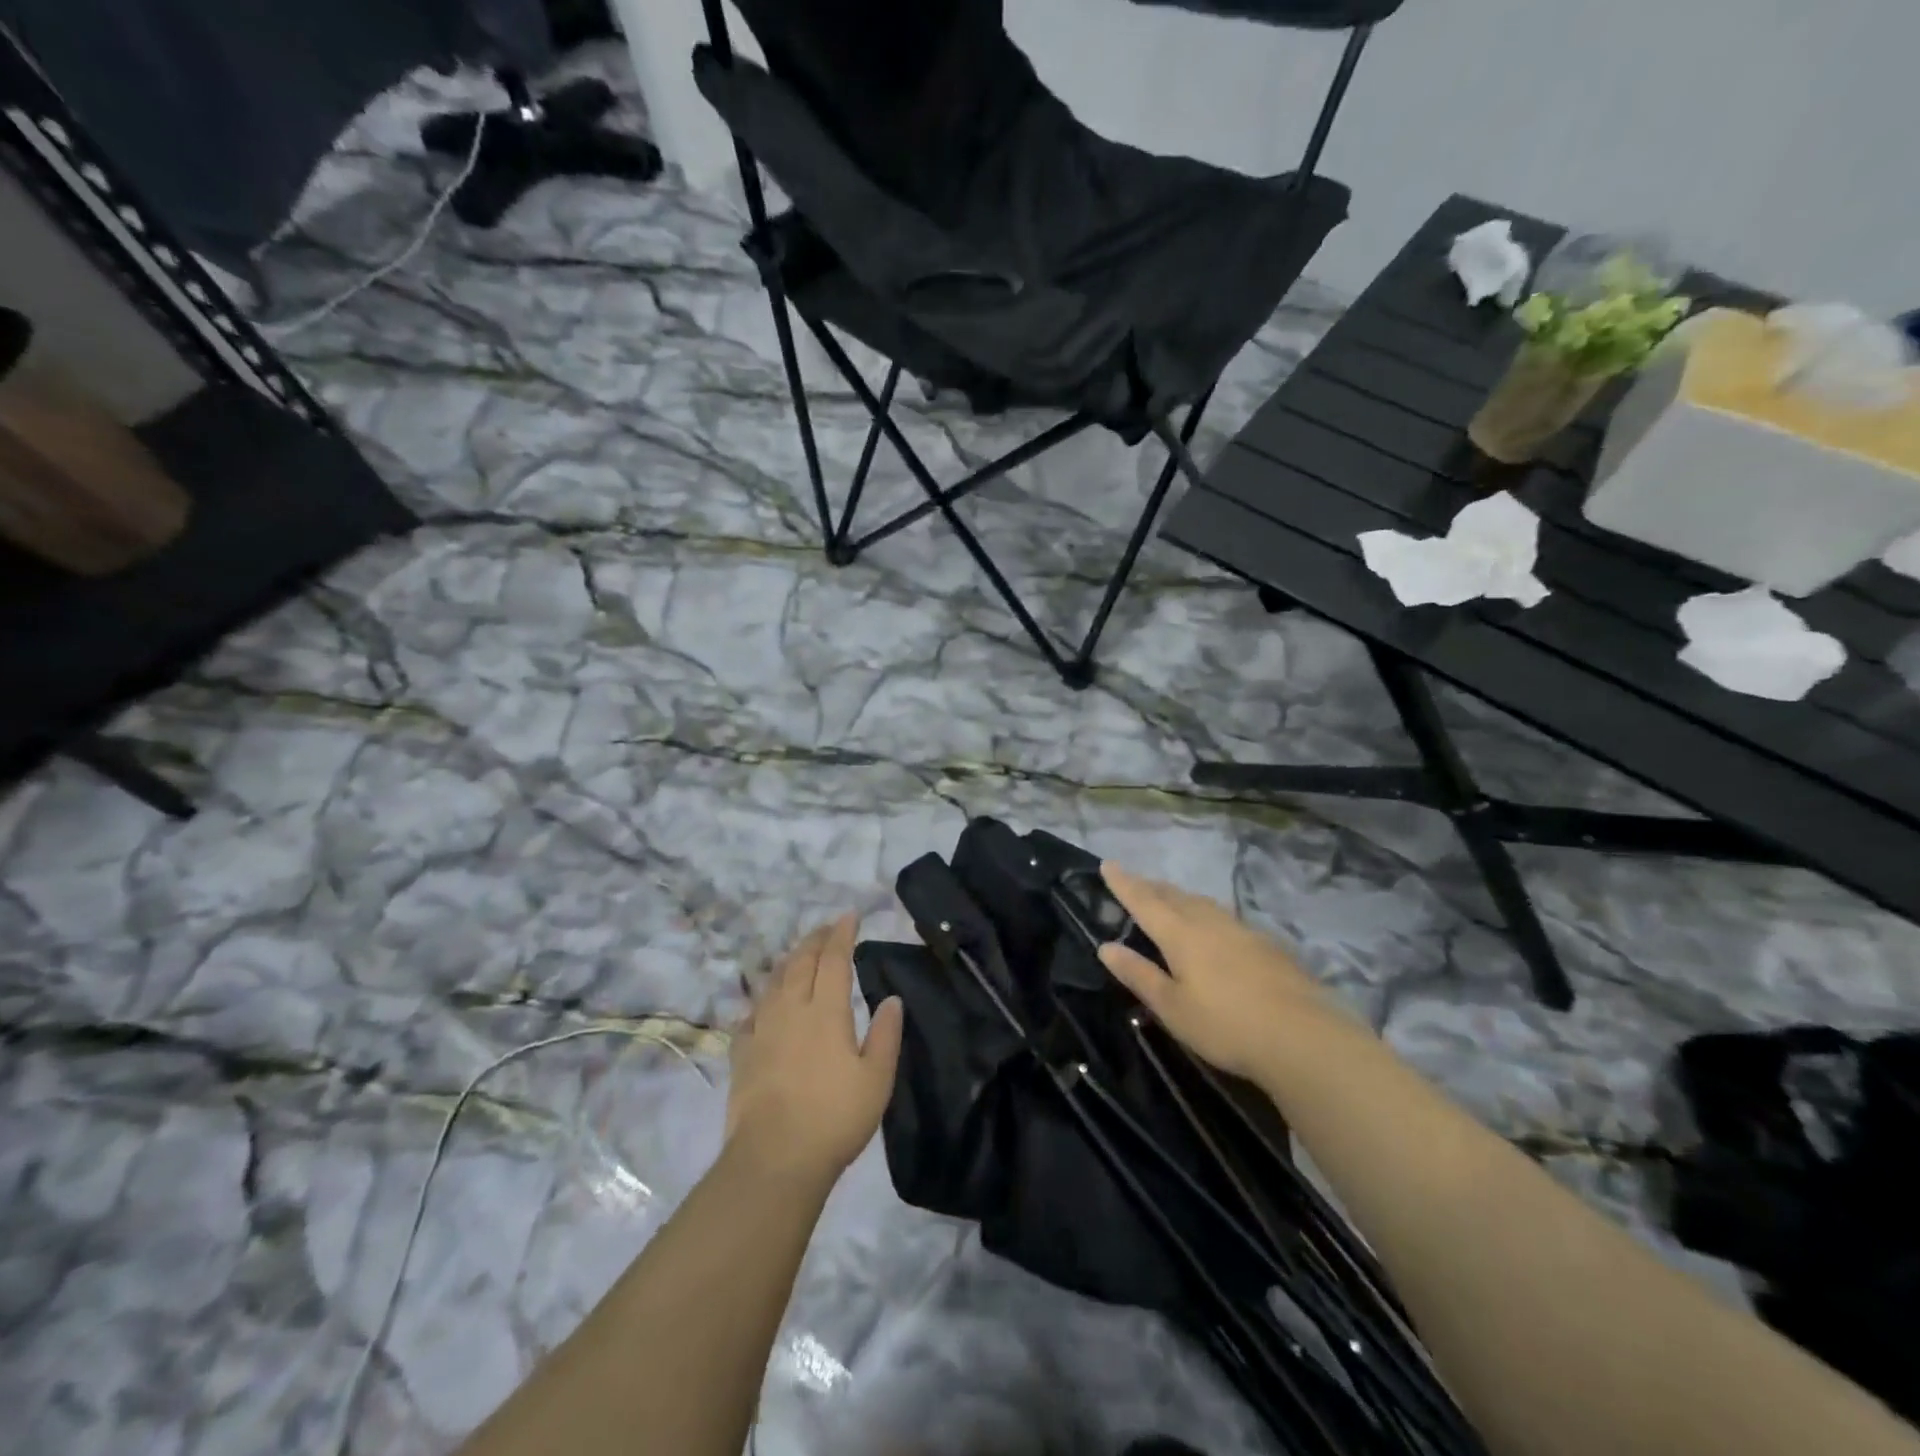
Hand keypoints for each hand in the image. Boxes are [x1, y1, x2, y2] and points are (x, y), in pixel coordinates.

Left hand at [725, 915, 904, 1183]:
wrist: (774, 1158)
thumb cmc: (834, 1117)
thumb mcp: (876, 1079)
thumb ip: (886, 1035)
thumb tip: (892, 999)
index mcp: (826, 1011)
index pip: (834, 959)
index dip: (842, 934)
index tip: (849, 916)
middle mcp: (791, 1009)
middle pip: (801, 962)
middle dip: (815, 940)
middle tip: (827, 928)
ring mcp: (762, 1029)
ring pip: (774, 982)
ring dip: (789, 961)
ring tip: (799, 955)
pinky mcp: (742, 1053)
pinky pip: (751, 1013)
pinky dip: (763, 999)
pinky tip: (765, 1004)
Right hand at [1097, 863, 1347, 1081]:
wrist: (1304, 1037)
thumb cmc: (1226, 1025)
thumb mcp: (1172, 1007)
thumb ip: (1139, 974)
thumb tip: (1106, 947)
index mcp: (1180, 934)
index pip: (1144, 900)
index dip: (1124, 883)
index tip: (1107, 864)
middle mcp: (1209, 922)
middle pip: (1174, 896)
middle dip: (1151, 886)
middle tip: (1135, 881)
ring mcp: (1241, 930)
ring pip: (1202, 903)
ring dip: (1179, 896)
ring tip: (1169, 898)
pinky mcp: (1266, 944)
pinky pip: (1224, 916)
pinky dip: (1205, 912)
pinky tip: (1213, 927)